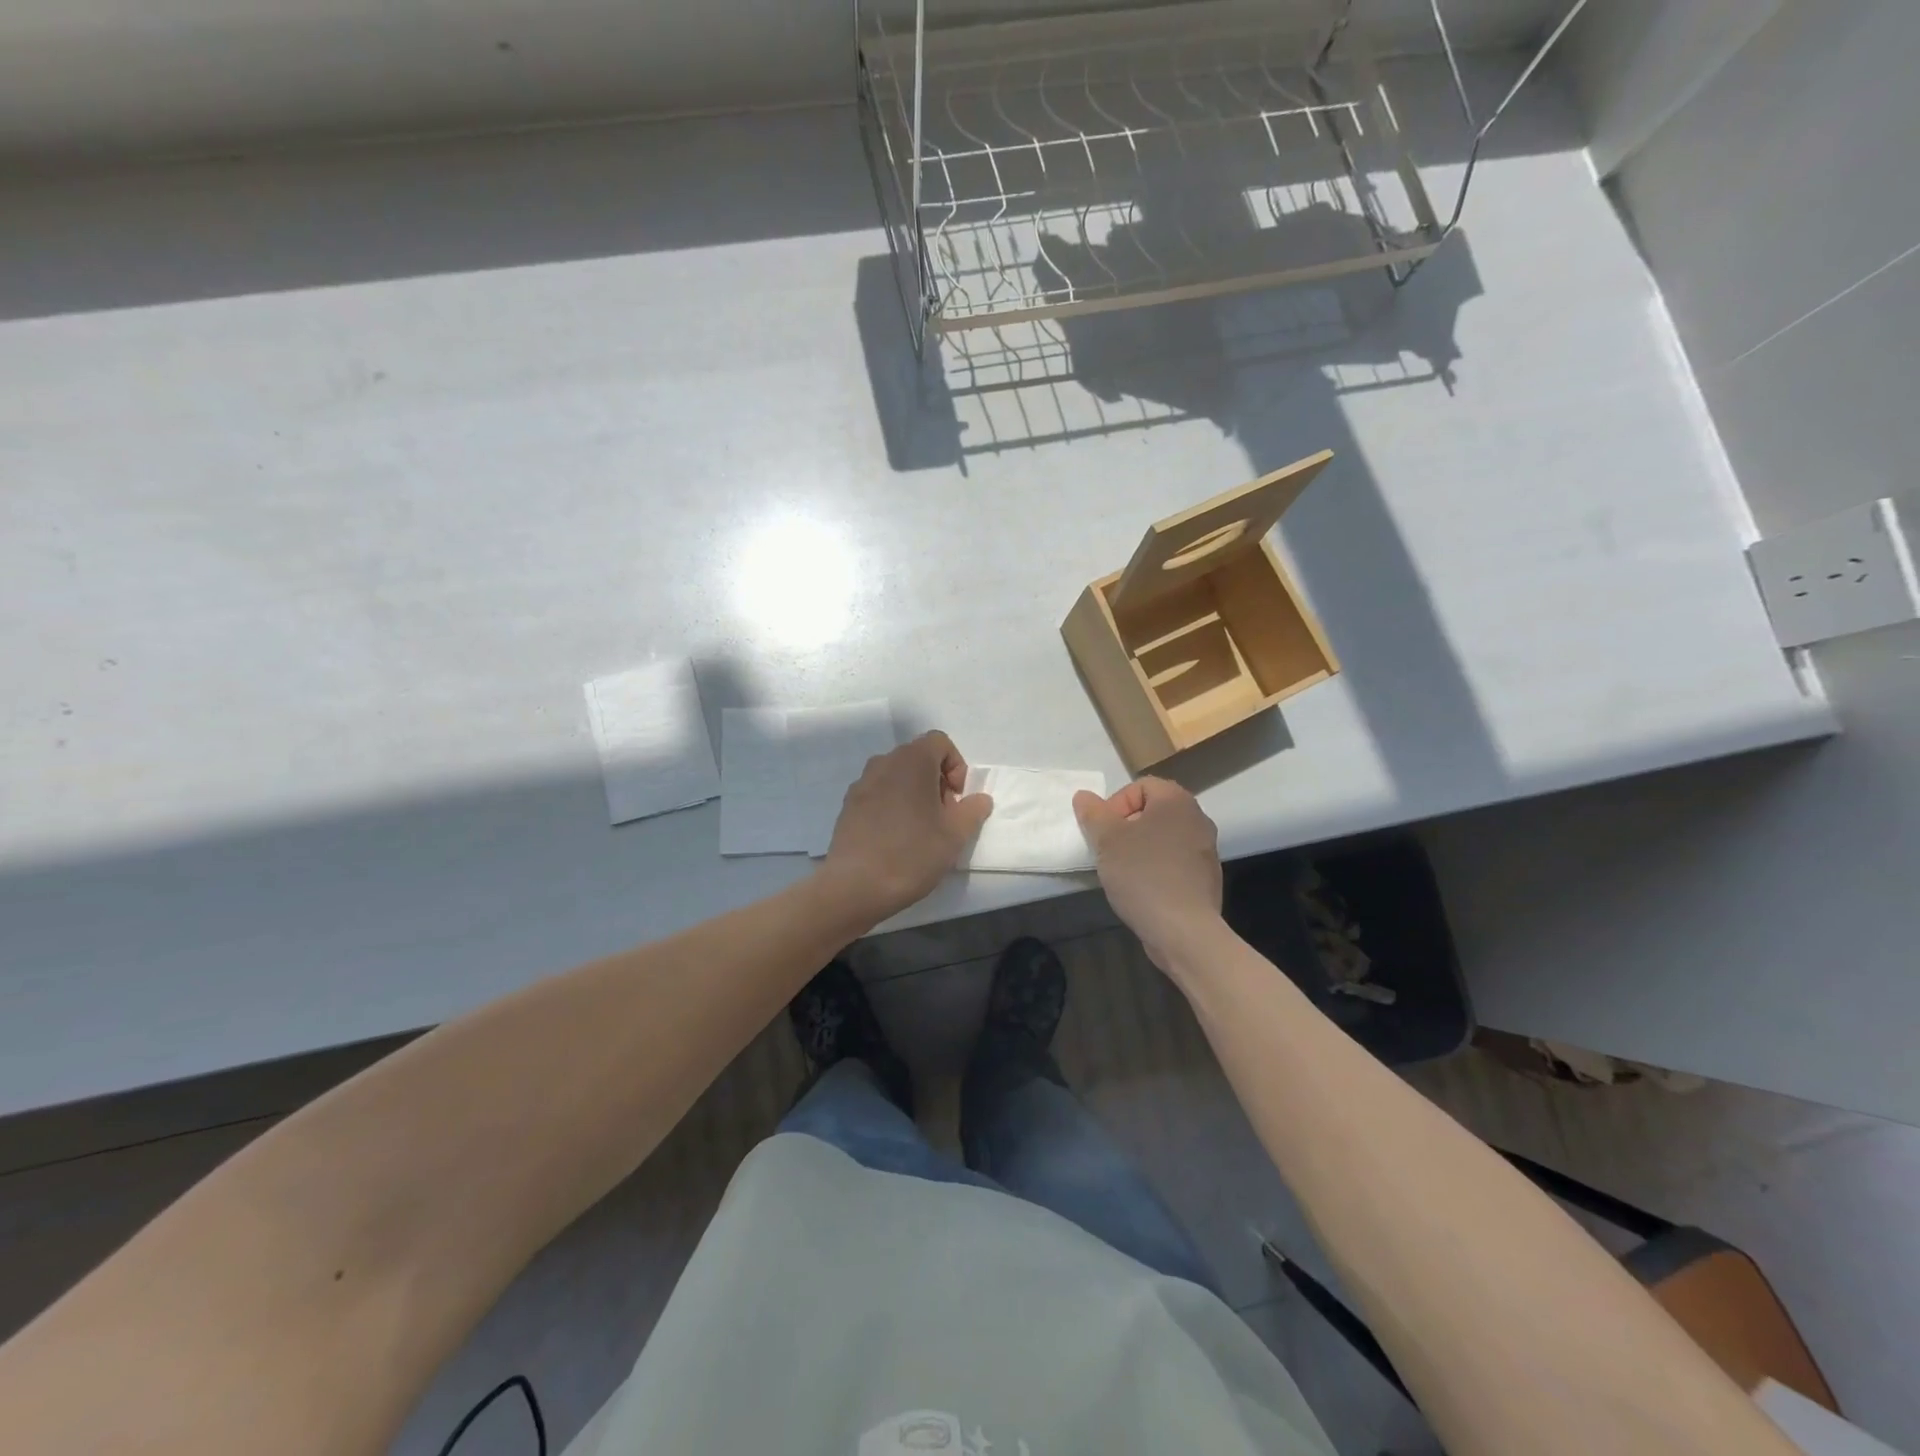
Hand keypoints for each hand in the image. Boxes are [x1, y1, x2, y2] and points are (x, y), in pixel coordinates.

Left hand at [819, 731, 993, 921]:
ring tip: (919, 830)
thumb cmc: (912, 854)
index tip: (956, 800)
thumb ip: (972, 811)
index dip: (956, 766)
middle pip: (918, 758)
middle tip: (943, 817)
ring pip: (897, 776)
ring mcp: (861, 783)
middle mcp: (884, 763)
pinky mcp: (848, 805)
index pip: (940, 742)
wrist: (855, 886)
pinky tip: (894, 839)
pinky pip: (878, 793)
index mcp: (912, 761)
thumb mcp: (955, 835)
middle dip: (936, 781)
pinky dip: (892, 805)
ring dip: (914, 793)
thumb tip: (979, 799)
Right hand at [1073, 777, 1222, 971]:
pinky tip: (1143, 890)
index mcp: (1176, 801)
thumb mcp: (1107, 840)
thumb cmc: (1142, 874)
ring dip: (1141, 848)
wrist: (1183, 930)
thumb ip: (1093, 813)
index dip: (1116, 804)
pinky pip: (1175, 861)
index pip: (1141, 786)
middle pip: (1153, 811)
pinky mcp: (1206, 877)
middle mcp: (1197, 818)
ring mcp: (1206, 849)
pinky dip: (1157, 868)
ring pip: (1164, 837)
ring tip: (1123, 871)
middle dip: (1126, 827)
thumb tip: (1084, 796)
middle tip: (1109, 850)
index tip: (1104, 831)